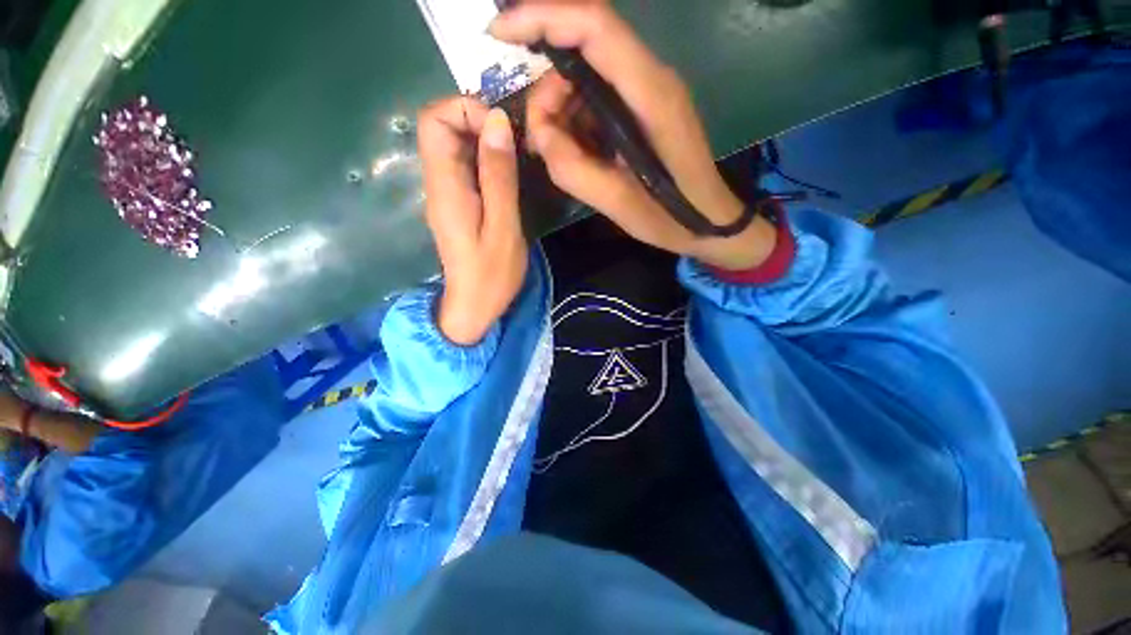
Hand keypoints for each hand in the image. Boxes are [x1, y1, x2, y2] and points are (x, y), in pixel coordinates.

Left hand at [417, 98, 527, 345]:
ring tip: (517, 157)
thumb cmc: (492, 275)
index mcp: (445, 188)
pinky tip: (508, 174)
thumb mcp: (503, 226)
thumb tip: (498, 121)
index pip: (433, 121)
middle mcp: (438, 184)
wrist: (474, 307)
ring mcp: (445, 194)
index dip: (465, 110)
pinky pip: (464, 166)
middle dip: (478, 122)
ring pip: (454, 146)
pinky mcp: (456, 203)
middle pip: (441, 128)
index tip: (502, 129)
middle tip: (515, 143)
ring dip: (485, 141)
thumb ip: (499, 175)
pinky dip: (485, 159)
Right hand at [490, 0, 777, 270]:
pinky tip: (575, 150)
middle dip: (549, 89)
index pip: (593, 26)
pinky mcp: (644, 107)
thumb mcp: (618, 203)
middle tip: (538, 139)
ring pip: (587, 75)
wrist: (708, 221)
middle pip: (584, 49)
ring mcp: (649, 91)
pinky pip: (598, 97)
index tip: (498, 33)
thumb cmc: (671, 217)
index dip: (541, 16)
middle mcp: (652, 78)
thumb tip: (539, 131)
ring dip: (561, 108)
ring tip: (555, 152)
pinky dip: (577, 119)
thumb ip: (571, 167)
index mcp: (651, 95)